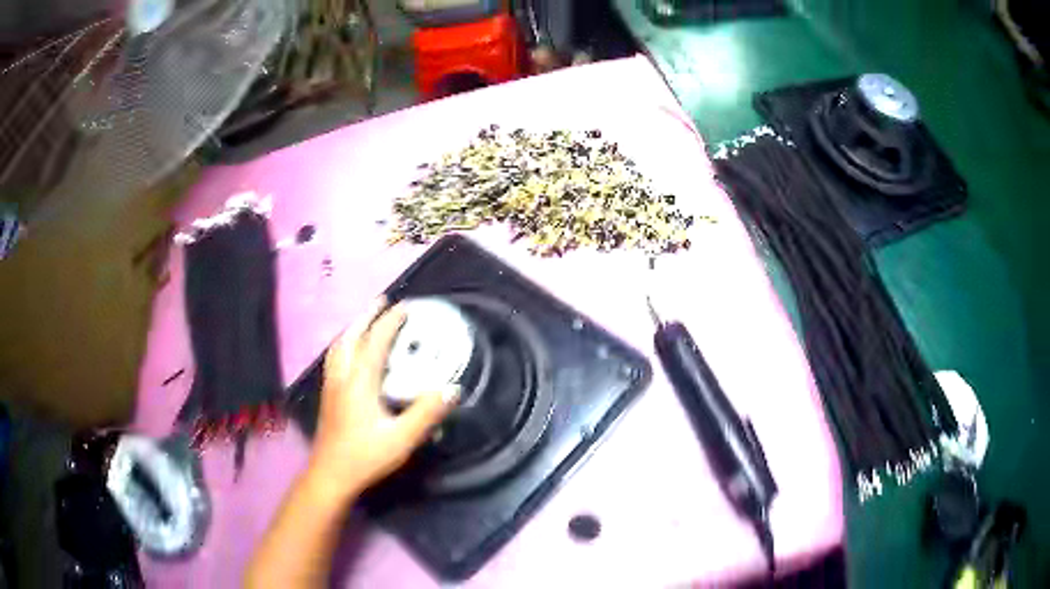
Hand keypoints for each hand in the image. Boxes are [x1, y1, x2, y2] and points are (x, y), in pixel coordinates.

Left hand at [309, 299, 458, 498]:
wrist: (331, 475)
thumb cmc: (366, 456)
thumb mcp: (402, 439)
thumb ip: (426, 413)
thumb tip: (451, 389)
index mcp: (360, 382)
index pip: (375, 342)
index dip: (389, 322)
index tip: (404, 307)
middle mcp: (343, 377)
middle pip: (351, 336)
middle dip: (367, 315)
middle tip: (382, 302)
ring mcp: (331, 386)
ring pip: (339, 346)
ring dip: (353, 328)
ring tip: (365, 320)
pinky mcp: (328, 396)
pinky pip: (335, 358)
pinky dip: (344, 344)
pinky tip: (349, 354)